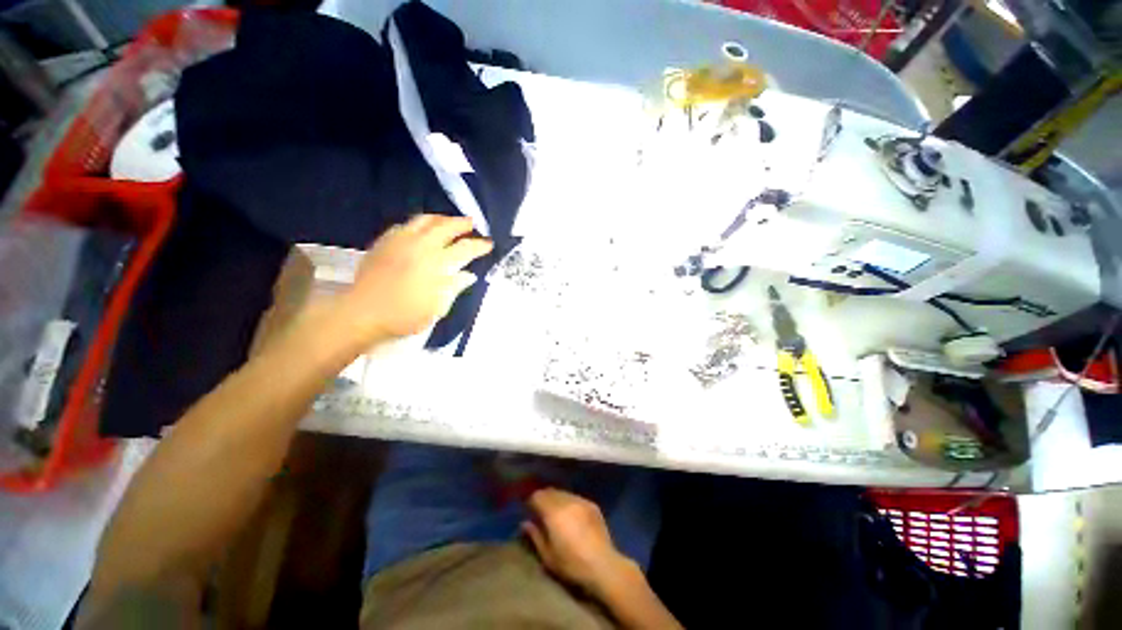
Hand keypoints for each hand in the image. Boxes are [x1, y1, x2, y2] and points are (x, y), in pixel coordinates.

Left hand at [335, 214, 492, 344]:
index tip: (488, 244)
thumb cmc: (405, 315)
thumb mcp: (437, 308)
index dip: (479, 245)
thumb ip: (454, 287)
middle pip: (445, 227)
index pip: (464, 249)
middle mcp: (421, 246)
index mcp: (437, 264)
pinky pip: (404, 225)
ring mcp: (400, 241)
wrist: (363, 313)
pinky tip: (420, 229)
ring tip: (448, 221)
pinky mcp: (384, 242)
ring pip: (424, 220)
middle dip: (461, 223)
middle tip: (471, 223)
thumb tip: (468, 275)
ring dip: (440, 218)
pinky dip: (418, 224)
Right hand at [522, 489, 634, 596]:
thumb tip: (525, 522)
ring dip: (556, 499)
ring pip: (563, 493)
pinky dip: (569, 502)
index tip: (529, 510)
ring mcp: (581, 501)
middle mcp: (567, 501)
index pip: (538, 496)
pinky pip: (576, 498)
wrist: (602, 564)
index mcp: (553, 512)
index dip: (531, 501)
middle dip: (543, 498)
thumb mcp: (548, 556)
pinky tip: (571, 515)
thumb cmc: (571, 564)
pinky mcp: (592, 505)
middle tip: (541, 511)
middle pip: (550, 491)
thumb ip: (535, 536)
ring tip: (556, 512)